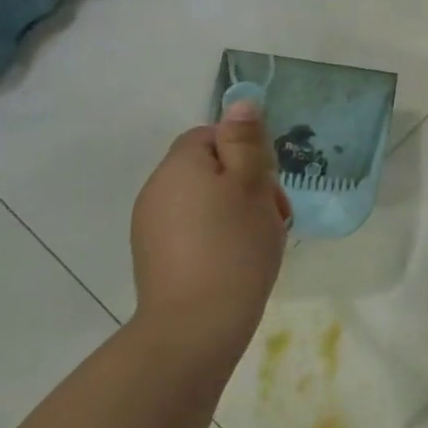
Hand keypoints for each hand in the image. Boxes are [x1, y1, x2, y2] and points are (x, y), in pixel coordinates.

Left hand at [130, 101, 291, 358]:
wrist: (197, 324)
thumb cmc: (234, 245)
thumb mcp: (252, 185)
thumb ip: (246, 142)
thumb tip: (240, 102)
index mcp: (179, 166)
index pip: (211, 135)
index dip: (245, 151)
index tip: (269, 181)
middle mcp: (157, 190)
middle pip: (208, 168)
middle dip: (246, 183)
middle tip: (275, 212)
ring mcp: (151, 226)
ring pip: (204, 200)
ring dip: (236, 210)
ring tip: (262, 238)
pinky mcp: (157, 256)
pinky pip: (194, 229)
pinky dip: (219, 235)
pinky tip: (239, 259)